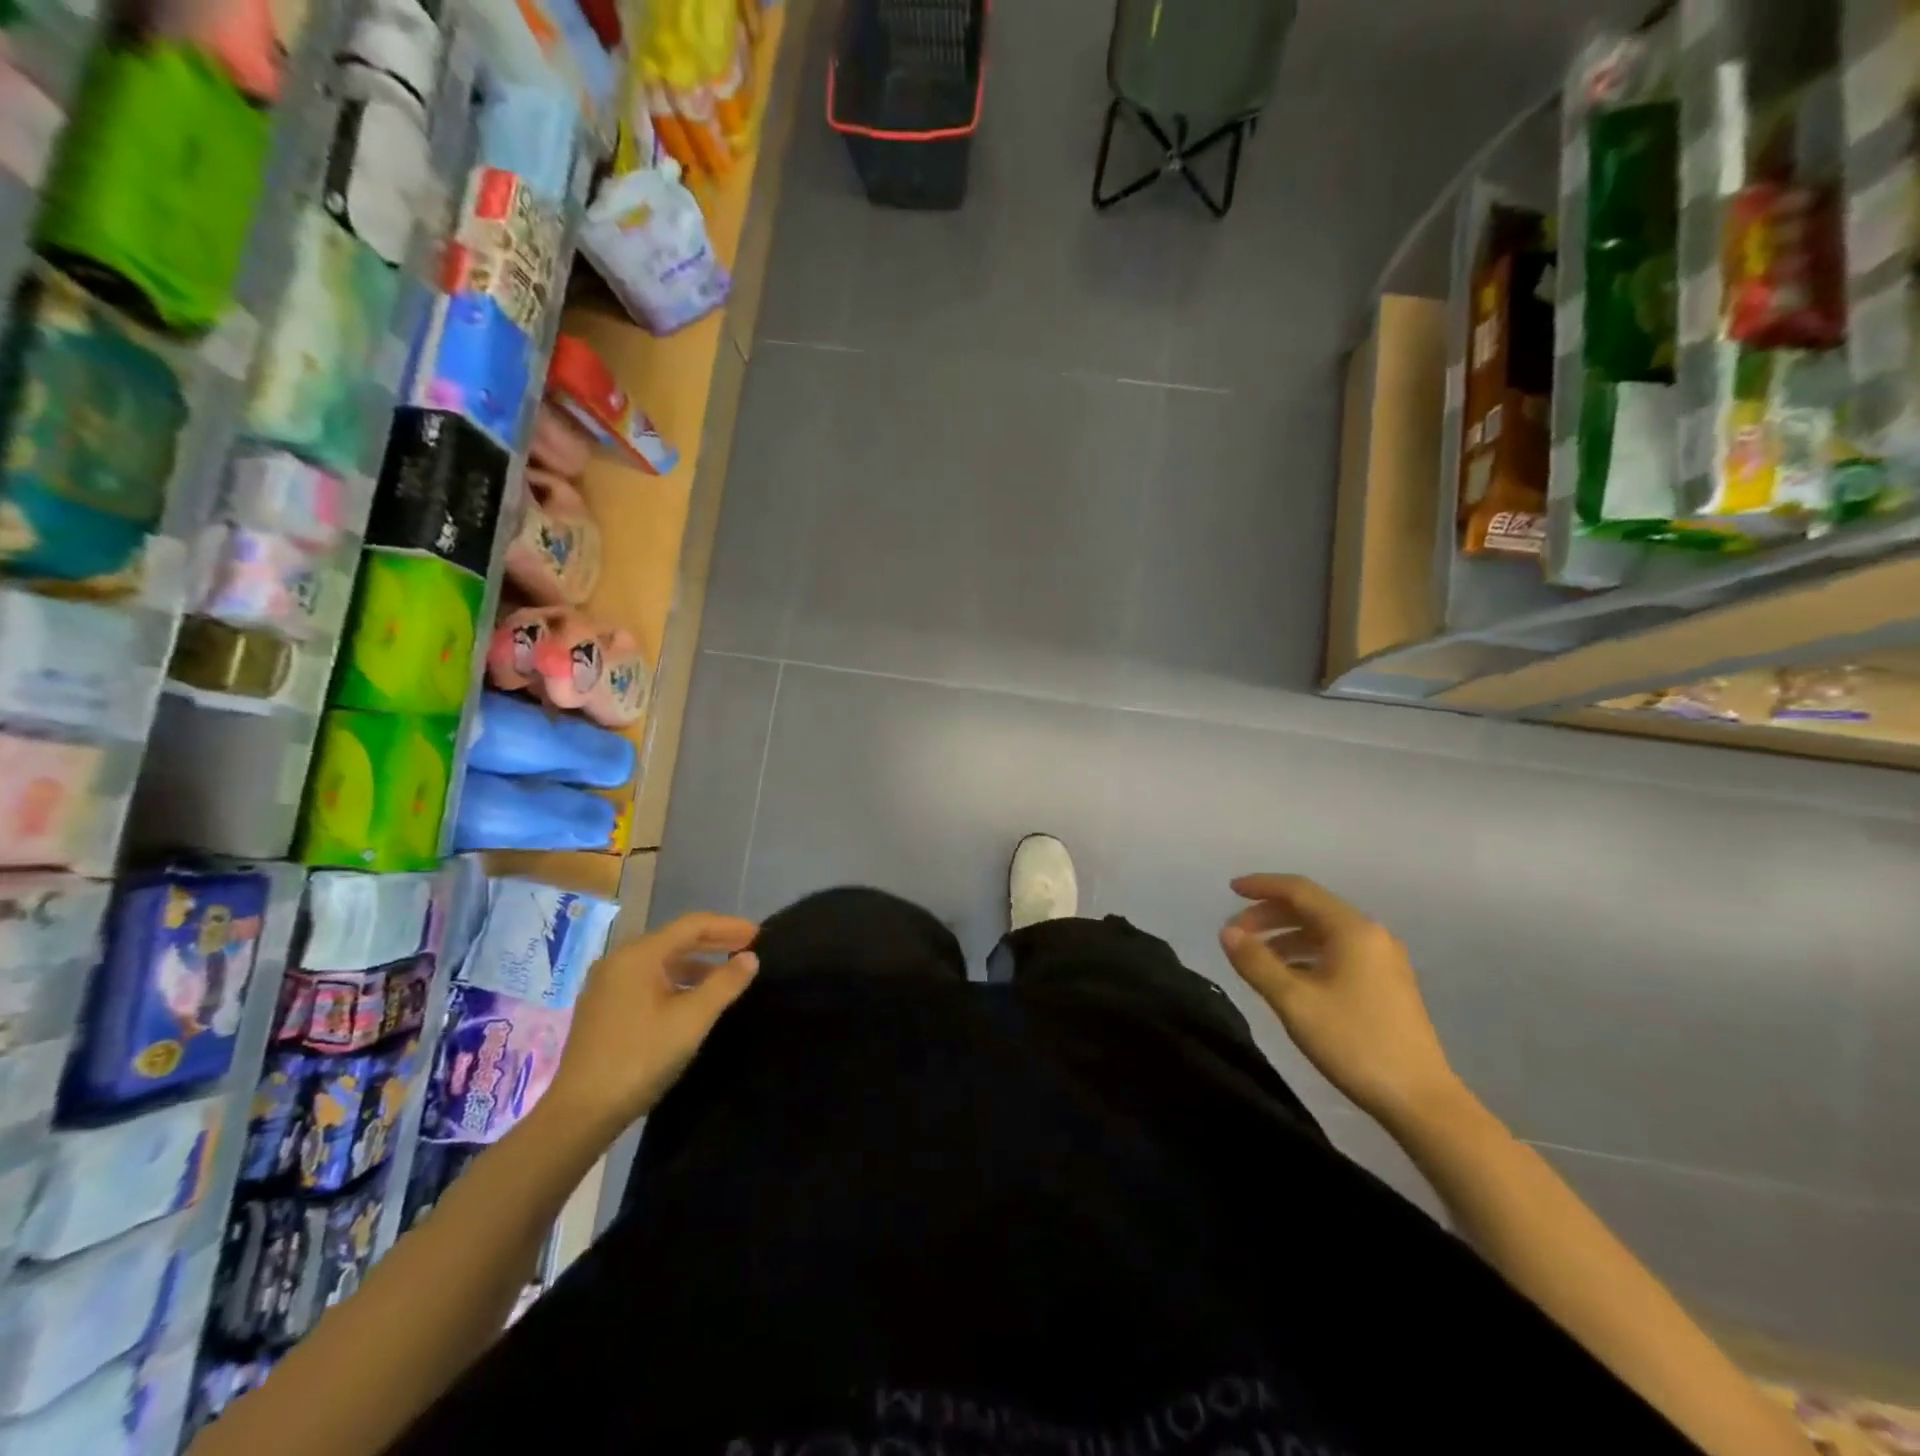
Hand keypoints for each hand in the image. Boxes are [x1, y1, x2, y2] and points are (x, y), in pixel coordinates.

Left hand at [542, 912, 759, 1137]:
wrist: (580, 1113)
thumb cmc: (640, 1058)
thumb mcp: (691, 1020)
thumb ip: (725, 984)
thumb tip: (750, 958)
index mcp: (638, 955)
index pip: (692, 925)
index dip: (728, 926)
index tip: (758, 934)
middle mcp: (619, 961)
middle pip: (675, 940)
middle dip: (713, 942)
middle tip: (748, 948)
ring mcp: (607, 985)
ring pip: (661, 963)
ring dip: (696, 965)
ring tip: (726, 976)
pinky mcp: (603, 1009)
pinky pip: (647, 981)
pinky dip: (676, 982)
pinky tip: (692, 1000)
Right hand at [1219, 874, 1460, 1123]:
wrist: (1421, 1101)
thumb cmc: (1354, 1043)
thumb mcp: (1295, 1002)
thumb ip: (1256, 962)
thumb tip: (1227, 931)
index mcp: (1352, 930)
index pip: (1300, 891)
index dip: (1262, 886)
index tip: (1230, 890)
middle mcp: (1370, 935)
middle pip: (1311, 909)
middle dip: (1269, 914)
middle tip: (1236, 933)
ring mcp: (1382, 960)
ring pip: (1323, 932)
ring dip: (1285, 936)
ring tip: (1255, 956)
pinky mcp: (1386, 984)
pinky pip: (1337, 952)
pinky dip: (1306, 954)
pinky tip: (1288, 977)